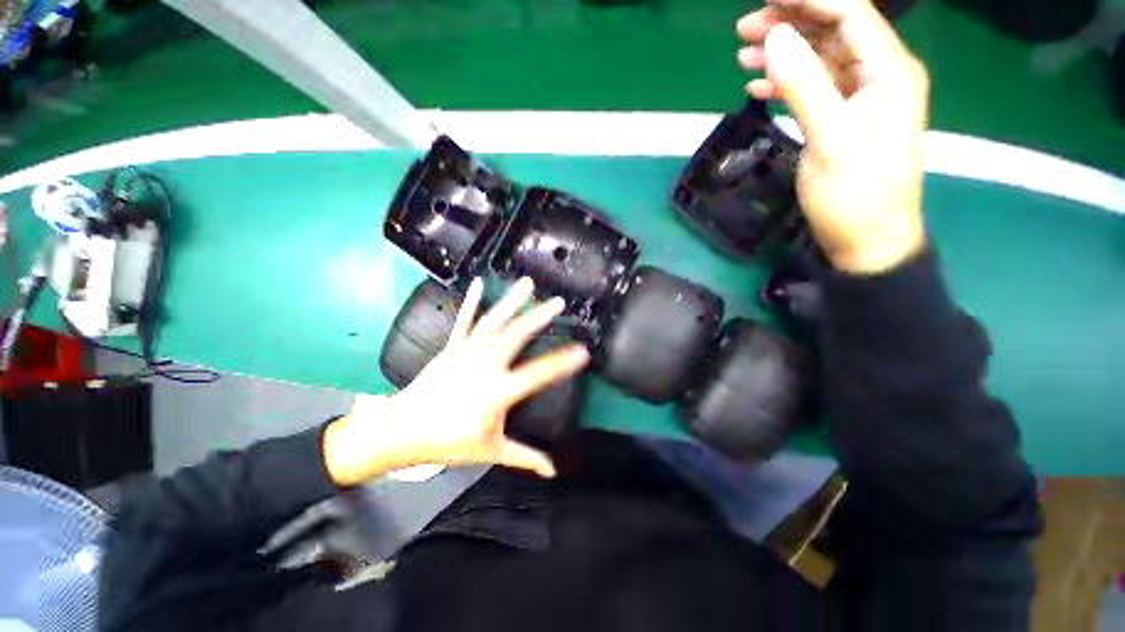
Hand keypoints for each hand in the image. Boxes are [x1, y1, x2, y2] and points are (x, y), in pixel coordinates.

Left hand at [323, 278, 590, 485]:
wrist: (401, 430)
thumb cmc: (448, 442)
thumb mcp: (491, 451)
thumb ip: (525, 457)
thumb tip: (552, 470)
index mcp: (496, 393)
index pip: (537, 375)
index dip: (562, 363)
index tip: (583, 351)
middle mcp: (484, 366)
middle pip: (515, 336)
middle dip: (539, 317)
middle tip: (558, 303)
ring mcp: (466, 352)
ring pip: (493, 321)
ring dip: (511, 301)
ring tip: (527, 284)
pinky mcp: (451, 347)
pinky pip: (463, 320)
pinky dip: (471, 300)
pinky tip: (479, 283)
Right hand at [737, 0, 928, 273]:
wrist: (868, 239)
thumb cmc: (854, 194)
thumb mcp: (829, 138)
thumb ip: (804, 85)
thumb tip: (775, 39)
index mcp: (889, 71)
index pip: (850, 12)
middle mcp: (880, 75)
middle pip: (834, 31)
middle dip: (790, 23)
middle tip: (744, 28)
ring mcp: (862, 98)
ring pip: (821, 58)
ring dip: (784, 53)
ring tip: (743, 53)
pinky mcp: (845, 119)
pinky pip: (815, 88)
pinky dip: (787, 83)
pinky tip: (759, 87)